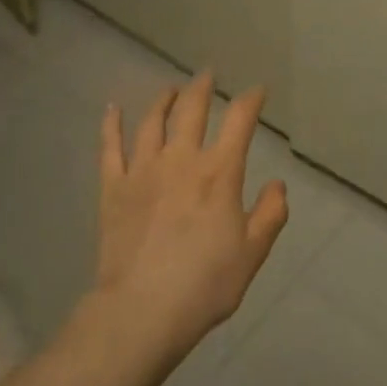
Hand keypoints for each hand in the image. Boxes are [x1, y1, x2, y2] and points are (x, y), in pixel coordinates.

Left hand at [93, 72, 287, 354]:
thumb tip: (277, 185)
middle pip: (192, 110)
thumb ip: (270, 215)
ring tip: (170, 88)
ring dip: (164, 100)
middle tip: (207, 74)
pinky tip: (112, 108)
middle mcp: (181, 160)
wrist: (141, 312)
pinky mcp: (113, 189)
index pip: (239, 121)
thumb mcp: (252, 253)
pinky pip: (110, 148)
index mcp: (219, 172)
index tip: (257, 91)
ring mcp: (143, 171)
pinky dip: (111, 125)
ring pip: (152, 122)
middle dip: (202, 87)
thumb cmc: (204, 284)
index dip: (251, 100)